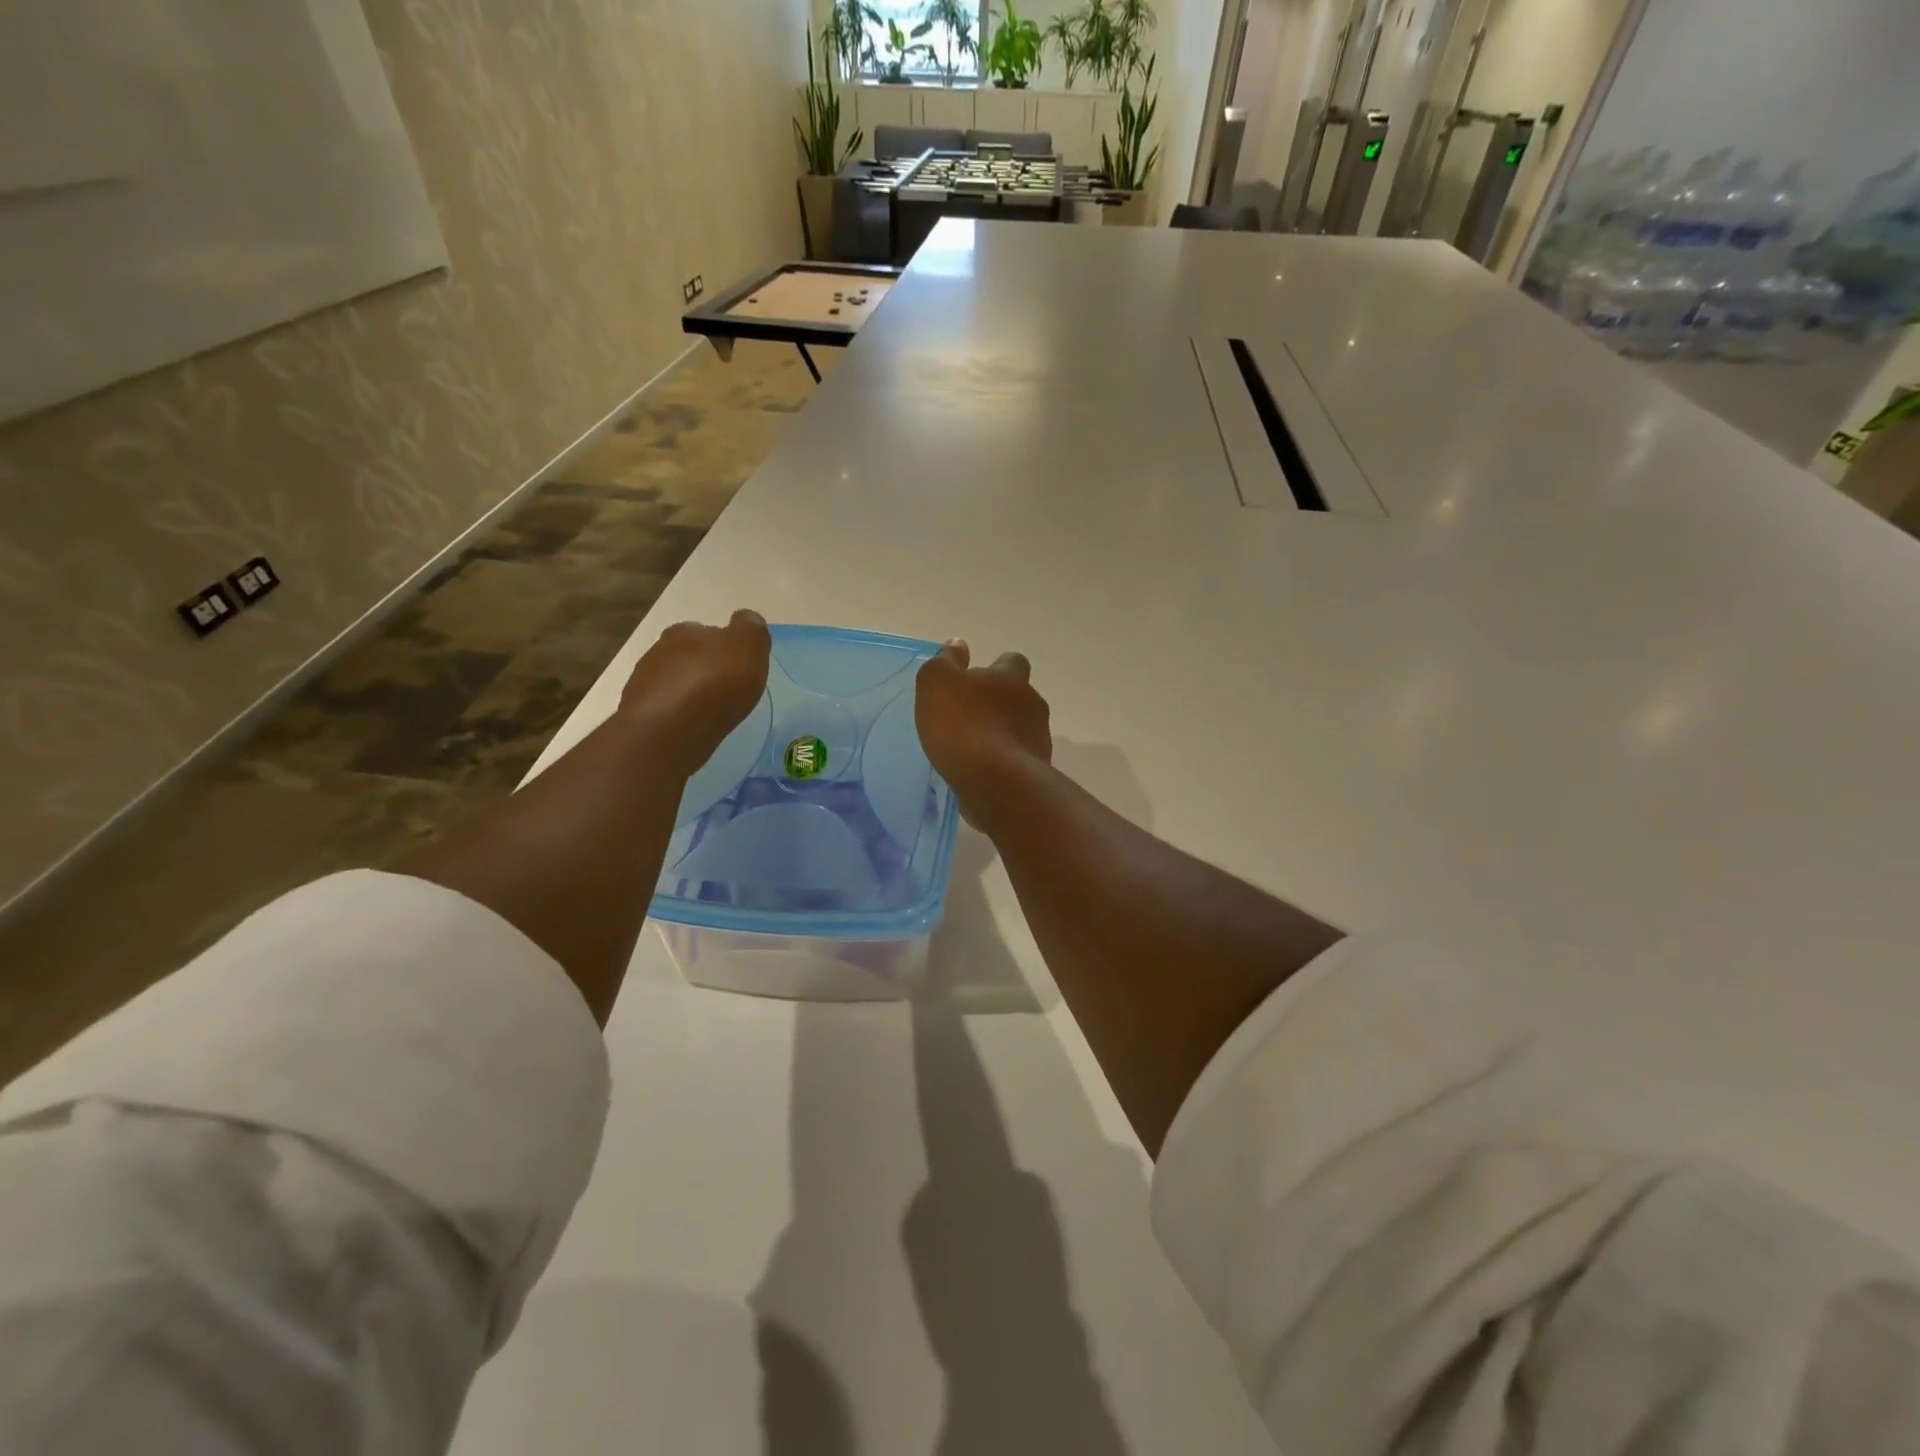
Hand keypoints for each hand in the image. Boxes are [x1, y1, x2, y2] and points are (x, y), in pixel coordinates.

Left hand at [619, 609, 771, 774]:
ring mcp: (644, 684)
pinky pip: (664, 709)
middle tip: (725, 687)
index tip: (738, 665)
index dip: (723, 646)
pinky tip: (691, 726)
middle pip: (687, 655)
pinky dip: (677, 714)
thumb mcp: (748, 648)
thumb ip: (750, 629)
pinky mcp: (638, 715)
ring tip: (709, 711)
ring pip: (673, 682)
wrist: (669, 732)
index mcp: (685, 631)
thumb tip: (746, 618)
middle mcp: (659, 651)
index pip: (706, 631)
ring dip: (689, 692)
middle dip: (704, 667)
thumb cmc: (714, 684)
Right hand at [916, 639, 1051, 815]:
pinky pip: (1018, 759)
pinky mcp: (1037, 771)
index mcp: (1011, 677)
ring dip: (1002, 734)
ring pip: (1020, 729)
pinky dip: (1004, 761)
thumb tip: (958, 644)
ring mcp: (1039, 738)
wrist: (996, 782)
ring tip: (975, 748)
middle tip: (971, 716)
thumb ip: (946, 661)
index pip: (1012, 661)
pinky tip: (983, 772)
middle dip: (999, 704)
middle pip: (1019, 697)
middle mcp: (1032, 704)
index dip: (997, 667)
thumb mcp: (938, 683)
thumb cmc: (963, 725)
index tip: (977, 679)